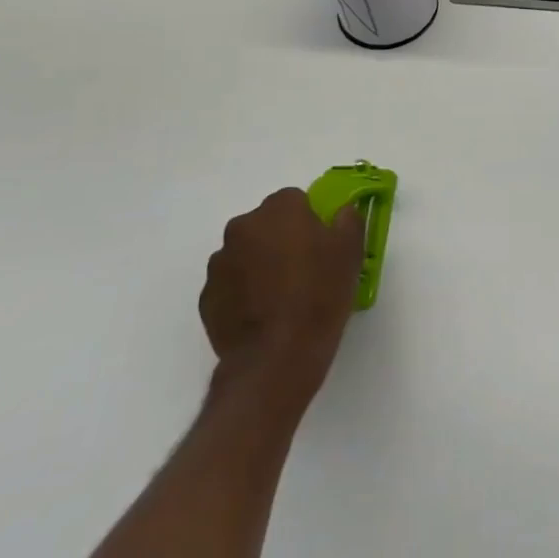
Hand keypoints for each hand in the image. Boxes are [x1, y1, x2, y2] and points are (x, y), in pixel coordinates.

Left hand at [200, 188, 363, 408]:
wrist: (277, 357)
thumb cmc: (320, 295)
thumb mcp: (351, 252)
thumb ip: (348, 220)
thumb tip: (341, 212)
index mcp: (279, 210)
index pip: (295, 200)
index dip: (310, 221)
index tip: (321, 245)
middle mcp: (243, 228)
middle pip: (266, 224)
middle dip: (281, 239)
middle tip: (304, 269)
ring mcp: (219, 264)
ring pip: (246, 253)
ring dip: (260, 265)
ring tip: (282, 297)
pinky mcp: (207, 298)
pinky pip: (231, 284)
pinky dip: (244, 292)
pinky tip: (264, 315)